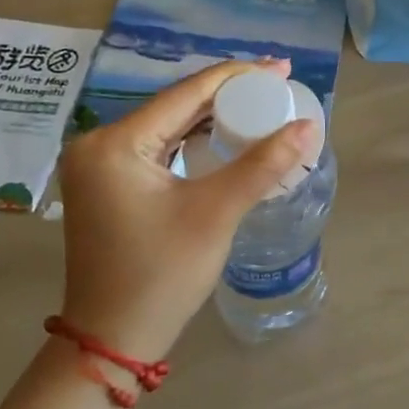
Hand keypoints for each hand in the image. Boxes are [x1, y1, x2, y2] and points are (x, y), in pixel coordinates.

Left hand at [55, 59, 316, 360]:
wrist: (113, 339)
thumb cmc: (161, 275)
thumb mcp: (216, 213)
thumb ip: (262, 164)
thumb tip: (309, 126)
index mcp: (115, 143)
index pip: (187, 93)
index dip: (239, 77)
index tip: (282, 69)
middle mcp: (99, 143)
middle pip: (177, 105)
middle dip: (230, 95)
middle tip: (280, 88)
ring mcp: (101, 165)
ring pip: (170, 125)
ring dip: (214, 117)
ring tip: (262, 106)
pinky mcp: (110, 184)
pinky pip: (161, 147)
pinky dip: (195, 141)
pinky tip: (227, 137)